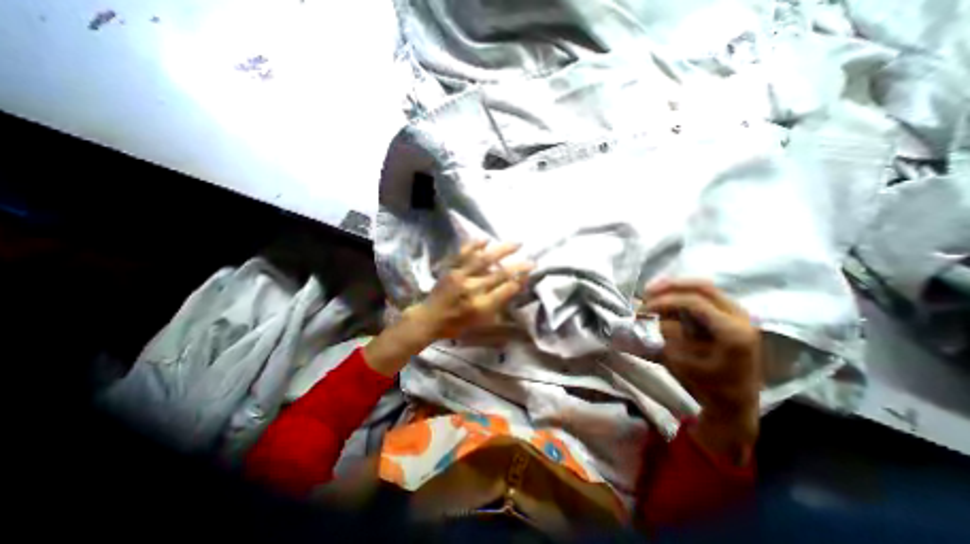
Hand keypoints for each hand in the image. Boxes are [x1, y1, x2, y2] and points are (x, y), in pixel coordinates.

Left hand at [406, 241, 532, 341]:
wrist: (429, 318)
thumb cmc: (456, 324)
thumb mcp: (480, 322)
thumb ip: (497, 305)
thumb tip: (514, 288)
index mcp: (480, 306)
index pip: (506, 290)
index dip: (520, 281)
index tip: (530, 273)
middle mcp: (472, 289)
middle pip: (500, 274)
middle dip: (518, 267)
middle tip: (532, 261)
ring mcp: (460, 276)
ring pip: (485, 259)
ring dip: (503, 250)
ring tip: (517, 244)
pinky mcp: (450, 268)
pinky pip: (464, 253)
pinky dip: (475, 245)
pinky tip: (486, 239)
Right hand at [642, 281, 766, 462]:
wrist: (736, 402)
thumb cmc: (708, 386)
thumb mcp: (682, 364)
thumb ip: (664, 336)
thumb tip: (644, 318)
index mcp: (732, 332)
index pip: (694, 302)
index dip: (665, 301)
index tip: (644, 310)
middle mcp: (740, 317)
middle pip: (702, 287)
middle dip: (670, 286)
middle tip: (646, 292)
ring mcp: (737, 315)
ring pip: (703, 288)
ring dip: (675, 288)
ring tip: (652, 295)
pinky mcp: (729, 317)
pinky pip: (704, 296)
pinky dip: (682, 295)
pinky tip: (666, 301)